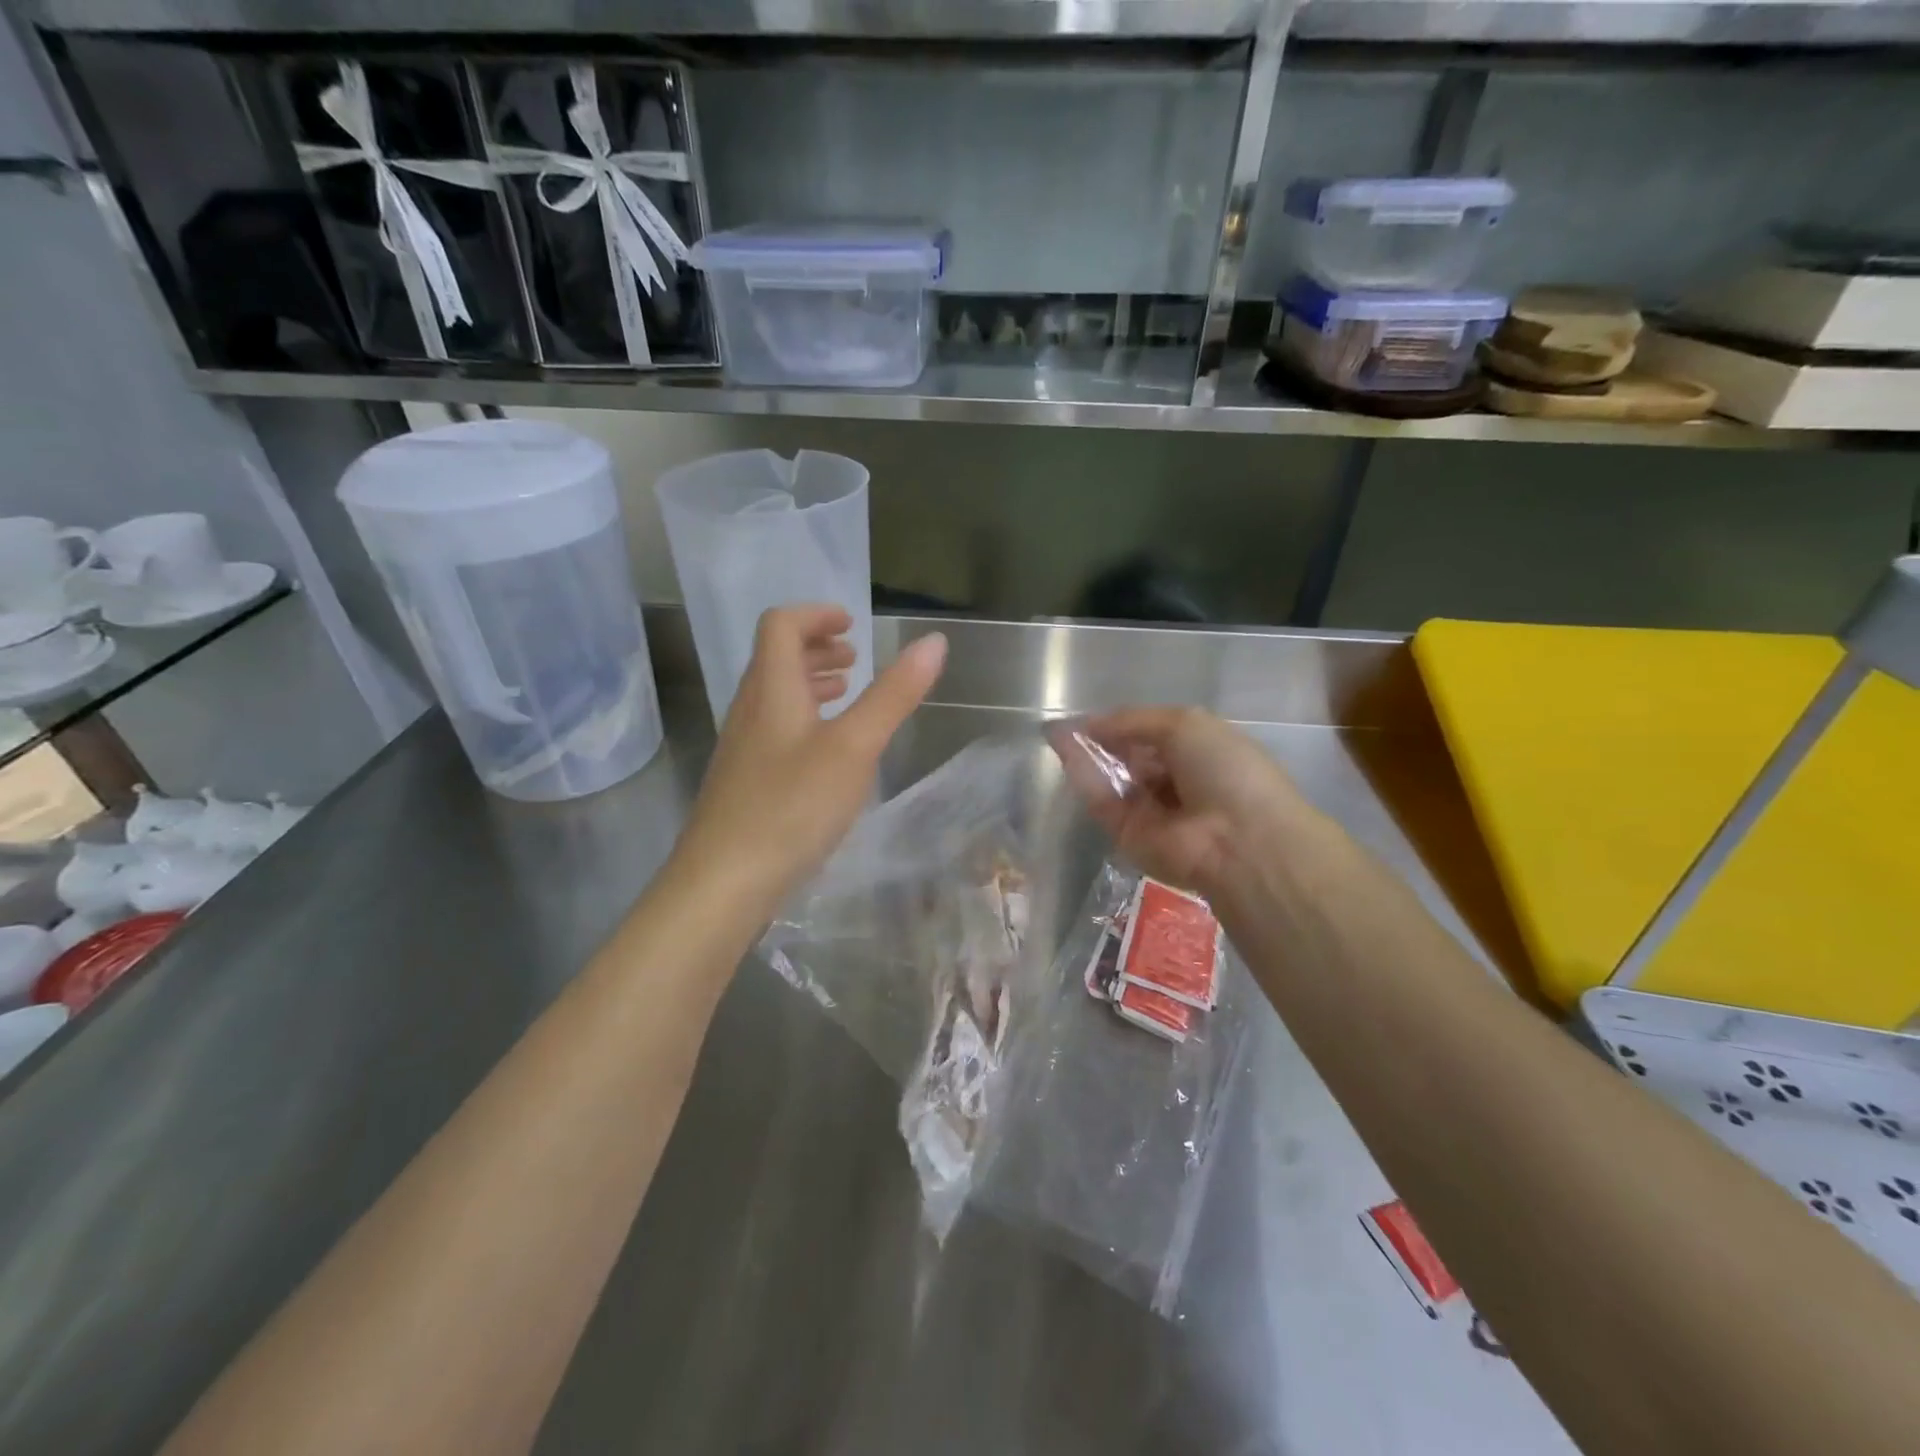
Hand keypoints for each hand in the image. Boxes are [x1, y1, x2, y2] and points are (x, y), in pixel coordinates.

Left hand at [675, 605, 946, 909]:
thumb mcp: (854, 747)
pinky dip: (804, 719)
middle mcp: (750, 709)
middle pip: (776, 658)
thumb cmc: (792, 806)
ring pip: (775, 696)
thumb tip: (933, 641)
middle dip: (816, 648)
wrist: (724, 882)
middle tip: (854, 657)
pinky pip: (774, 729)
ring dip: (810, 683)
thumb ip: (893, 694)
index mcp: (772, 689)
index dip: (816, 614)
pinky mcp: (744, 781)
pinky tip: (827, 751)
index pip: (781, 625)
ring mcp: (743, 747)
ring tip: (846, 693)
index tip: (852, 624)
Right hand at [1052, 706, 1318, 903]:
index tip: (1093, 715)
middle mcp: (1175, 782)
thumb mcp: (1185, 724)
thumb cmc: (1224, 770)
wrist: (1239, 840)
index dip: (1123, 724)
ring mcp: (1151, 812)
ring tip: (1058, 734)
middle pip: (1129, 758)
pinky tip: (1065, 751)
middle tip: (1070, 726)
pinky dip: (1085, 777)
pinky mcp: (1128, 836)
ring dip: (1086, 756)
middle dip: (1101, 740)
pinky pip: (1103, 802)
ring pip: (1112, 780)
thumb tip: (1090, 723)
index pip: (1152, 736)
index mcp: (1199, 753)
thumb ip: (1134, 720)